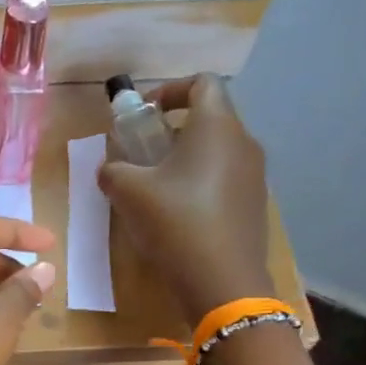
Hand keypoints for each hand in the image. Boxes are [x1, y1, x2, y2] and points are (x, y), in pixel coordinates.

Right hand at [99, 74, 272, 323]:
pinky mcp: (254, 204)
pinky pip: (225, 178)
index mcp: (216, 126)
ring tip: (156, 186)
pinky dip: (200, 182)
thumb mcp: (128, 191)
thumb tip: (110, 168)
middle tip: (143, 153)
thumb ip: (113, 170)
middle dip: (173, 128)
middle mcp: (243, 142)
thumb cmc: (175, 222)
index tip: (143, 115)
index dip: (170, 90)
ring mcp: (254, 175)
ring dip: (186, 158)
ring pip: (217, 150)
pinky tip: (178, 213)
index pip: (202, 83)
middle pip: (210, 116)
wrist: (223, 281)